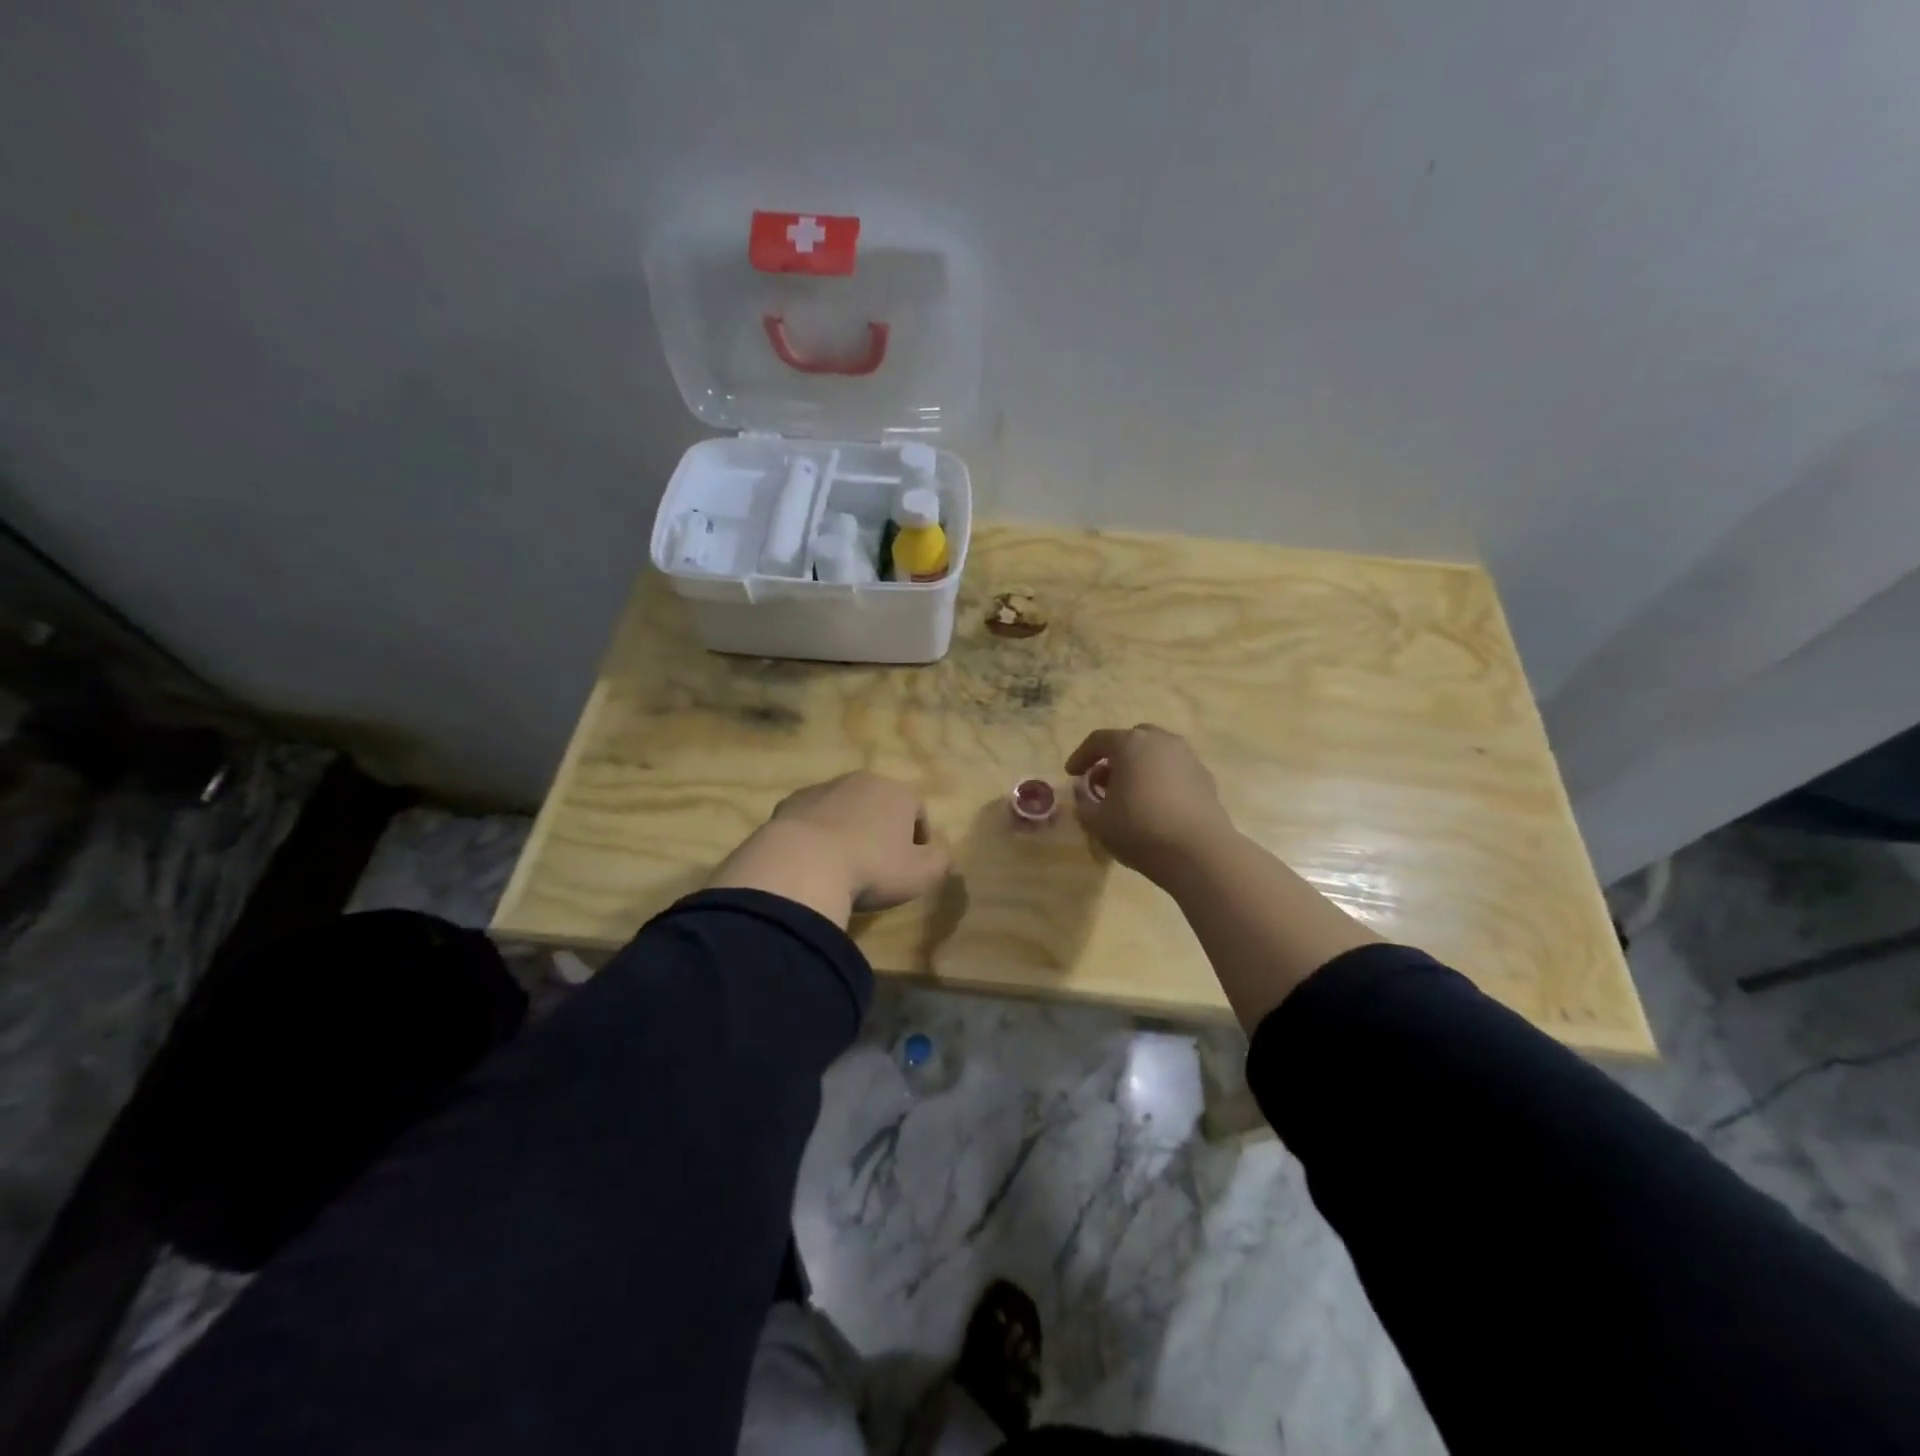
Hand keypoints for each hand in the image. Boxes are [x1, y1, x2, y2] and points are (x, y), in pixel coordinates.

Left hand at [708, 772, 951, 923]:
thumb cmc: (872, 868)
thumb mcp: (922, 874)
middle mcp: (862, 780)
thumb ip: (940, 859)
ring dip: (847, 829)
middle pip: (880, 805)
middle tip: (876, 866)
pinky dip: (816, 835)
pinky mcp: (790, 803)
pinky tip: (812, 862)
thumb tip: (940, 849)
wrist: (801, 864)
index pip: (918, 811)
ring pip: (844, 809)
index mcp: (898, 792)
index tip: (910, 866)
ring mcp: (822, 789)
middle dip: (881, 830)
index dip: (918, 840)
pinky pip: (812, 819)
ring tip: (841, 865)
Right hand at [1065, 725, 1232, 881]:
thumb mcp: (1096, 820)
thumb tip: (1083, 789)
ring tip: (1131, 793)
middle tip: (1103, 781)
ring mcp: (1187, 757)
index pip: (1098, 740)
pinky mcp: (1206, 777)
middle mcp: (1161, 741)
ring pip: (1156, 753)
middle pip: (1131, 740)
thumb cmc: (1139, 829)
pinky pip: (1175, 770)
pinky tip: (1157, 804)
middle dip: (1114, 757)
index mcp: (1130, 744)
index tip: (1071, 774)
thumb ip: (1083, 800)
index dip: (1081, 756)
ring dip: (1140, 766)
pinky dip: (1161, 779)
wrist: (1198, 852)